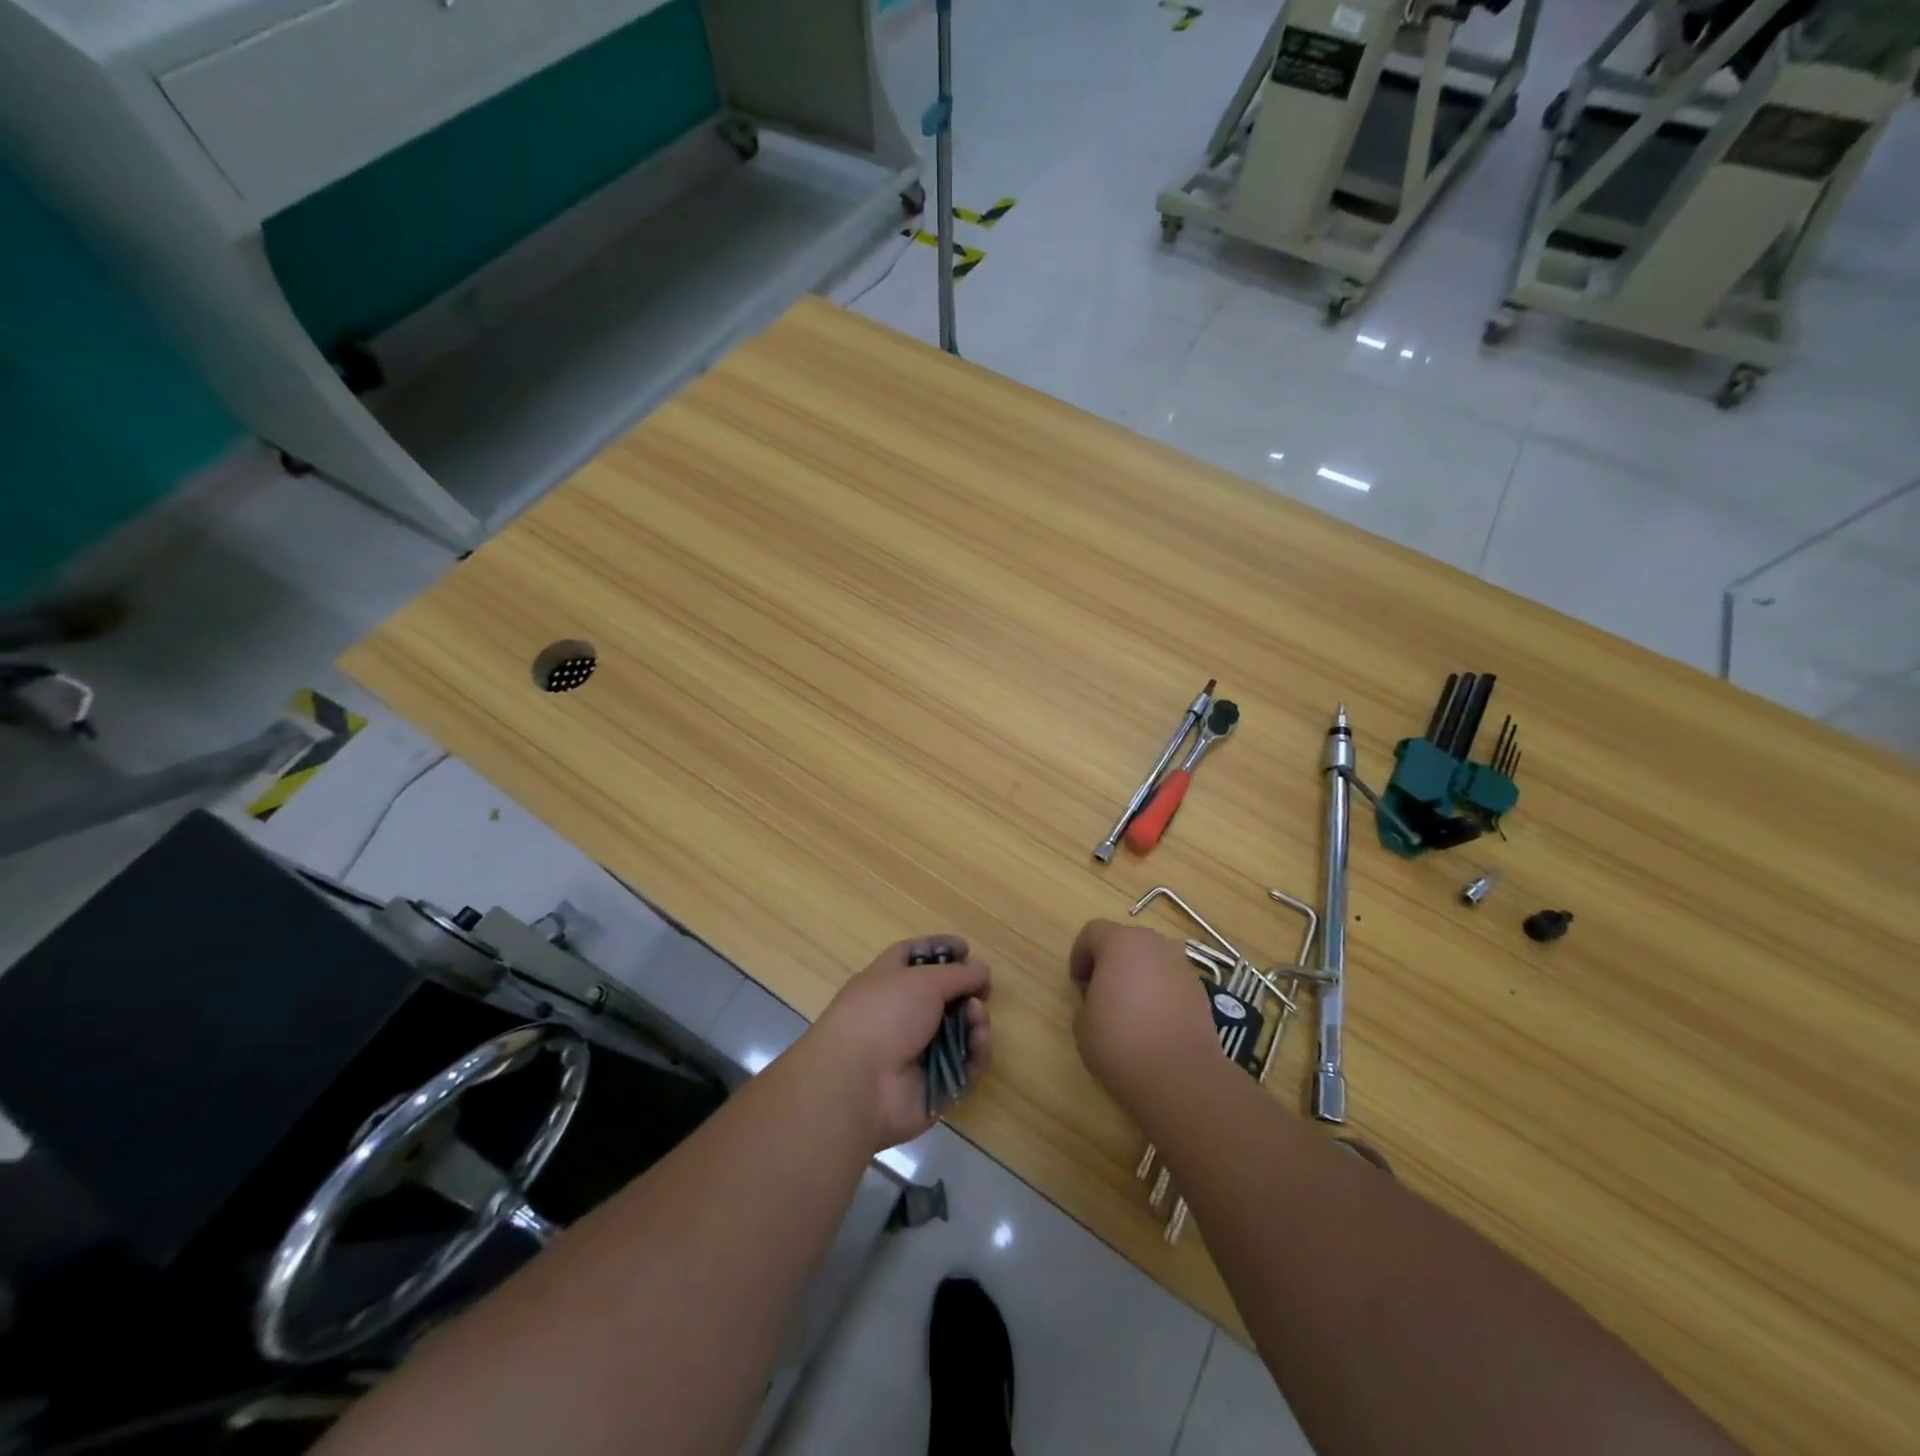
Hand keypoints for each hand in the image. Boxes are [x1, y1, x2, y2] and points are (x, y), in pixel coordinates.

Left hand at [804, 936, 991, 1152]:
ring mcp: (916, 1052)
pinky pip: (964, 1066)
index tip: (966, 949)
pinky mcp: (933, 1085)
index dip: (939, 949)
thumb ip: (959, 973)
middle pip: (942, 997)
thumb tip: (982, 970)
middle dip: (966, 992)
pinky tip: (979, 1040)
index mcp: (886, 980)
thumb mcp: (924, 980)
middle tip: (982, 991)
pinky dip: (975, 1052)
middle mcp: (900, 1014)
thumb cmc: (886, 1014)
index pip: (913, 956)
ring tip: (977, 1016)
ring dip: (975, 1021)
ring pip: (958, 1032)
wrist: (859, 1082)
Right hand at [1068, 920, 1221, 1113]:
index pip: (1092, 932)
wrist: (1180, 1075)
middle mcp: (1153, 944)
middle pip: (1126, 941)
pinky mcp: (1200, 990)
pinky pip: (1171, 980)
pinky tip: (1155, 1022)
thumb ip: (1087, 998)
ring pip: (1151, 959)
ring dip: (1138, 974)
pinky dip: (1160, 991)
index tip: (1078, 983)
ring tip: (1131, 1008)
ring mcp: (1181, 965)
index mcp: (1119, 943)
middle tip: (1102, 992)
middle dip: (1111, 960)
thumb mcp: (1082, 1022)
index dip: (1080, 955)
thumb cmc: (1120, 1042)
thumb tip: (1102, 998)